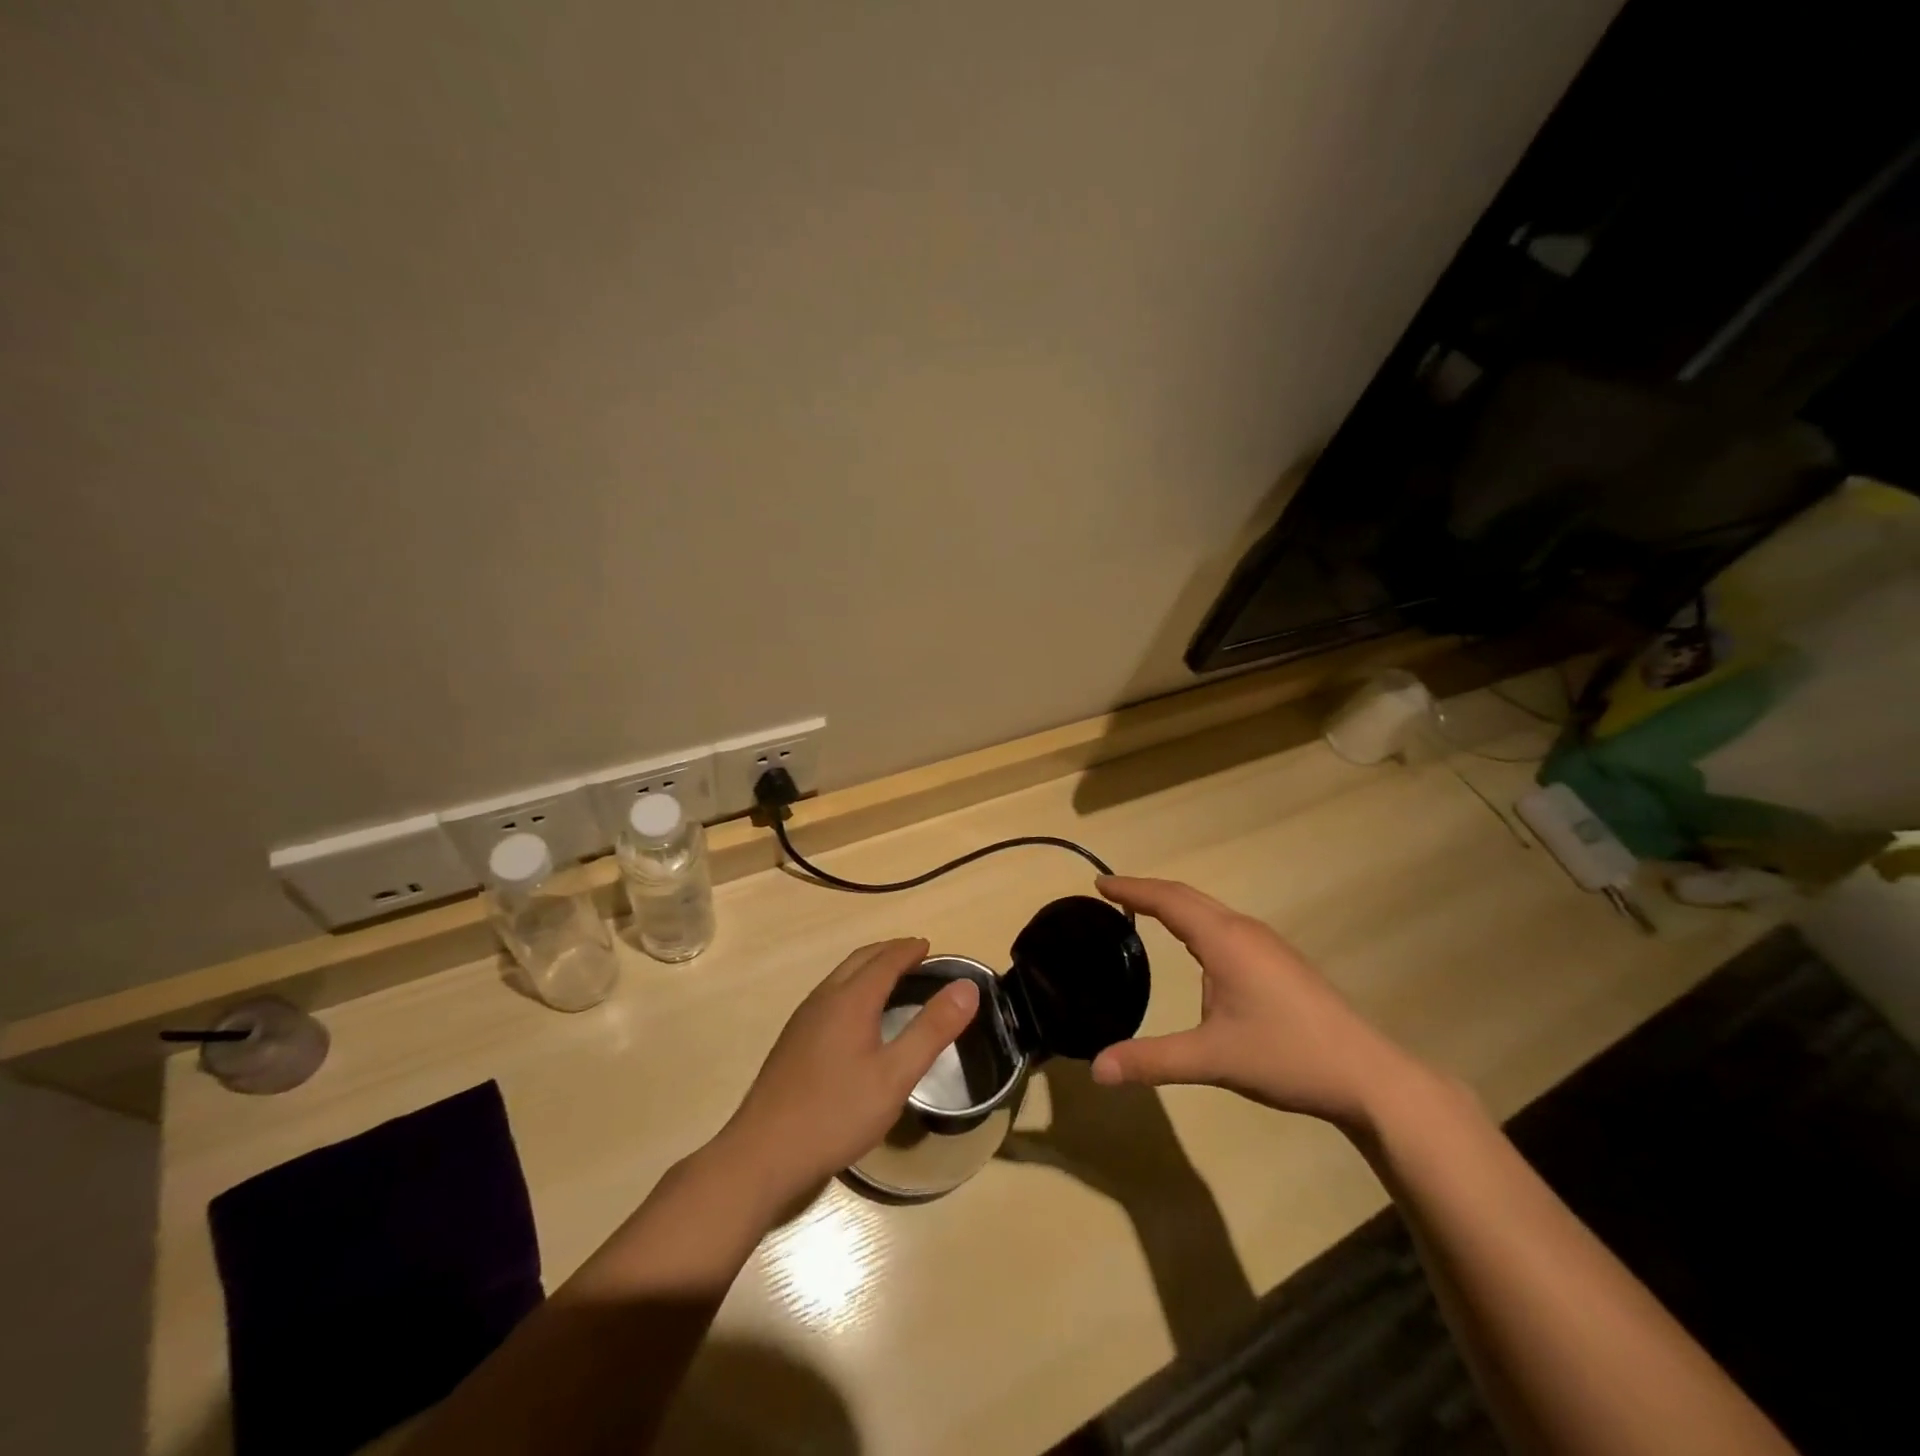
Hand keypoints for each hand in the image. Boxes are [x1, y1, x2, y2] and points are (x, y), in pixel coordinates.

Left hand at [722, 938, 978, 1199]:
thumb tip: (967, 986)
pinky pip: (829, 996)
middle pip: (859, 961)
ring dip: (867, 968)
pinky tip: (855, 1016)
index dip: (908, 950)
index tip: (929, 945)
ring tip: (889, 977)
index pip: (885, 960)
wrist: (762, 1154)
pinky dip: (852, 987)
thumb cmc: (836, 1113)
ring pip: (840, 977)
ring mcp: (802, 1020)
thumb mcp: (895, 1075)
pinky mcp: (791, 1043)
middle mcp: (824, 999)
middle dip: (888, 951)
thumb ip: (932, 1029)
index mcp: (850, 1000)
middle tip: (913, 954)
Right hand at [1089, 877, 1420, 1128]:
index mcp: (1224, 940)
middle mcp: (1244, 931)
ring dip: (1174, 904)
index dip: (1132, 890)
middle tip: (1112, 893)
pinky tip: (1195, 947)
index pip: (1168, 901)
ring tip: (1144, 912)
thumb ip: (1152, 1061)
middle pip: (1188, 897)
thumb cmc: (1286, 1056)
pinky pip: (1225, 926)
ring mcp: (1267, 945)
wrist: (1368, 1076)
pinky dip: (1196, 922)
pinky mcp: (1280, 962)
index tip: (1100, 884)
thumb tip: (1096, 1070)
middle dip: (1148, 891)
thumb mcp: (1212, 1059)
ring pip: (1210, 910)